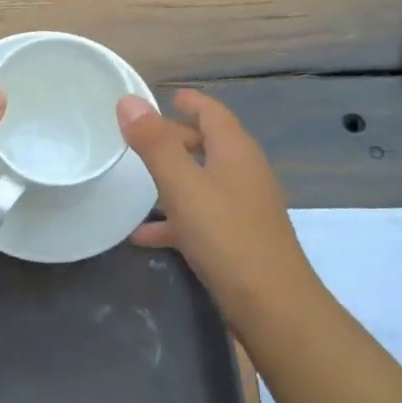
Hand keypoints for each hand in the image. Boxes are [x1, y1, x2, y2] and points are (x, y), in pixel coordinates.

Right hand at [117, 88, 308, 298]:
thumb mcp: (181, 185)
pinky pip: (201, 216)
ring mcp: (244, 208)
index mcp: (235, 152)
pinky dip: (174, 217)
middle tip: (141, 139)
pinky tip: (143, 234)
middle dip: (176, 138)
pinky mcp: (239, 239)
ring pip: (203, 180)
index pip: (212, 112)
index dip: (190, 101)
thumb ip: (154, 143)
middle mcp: (245, 173)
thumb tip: (129, 101)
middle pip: (209, 144)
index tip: (166, 95)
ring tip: (137, 181)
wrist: (272, 306)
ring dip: (174, 177)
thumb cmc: (226, 235)